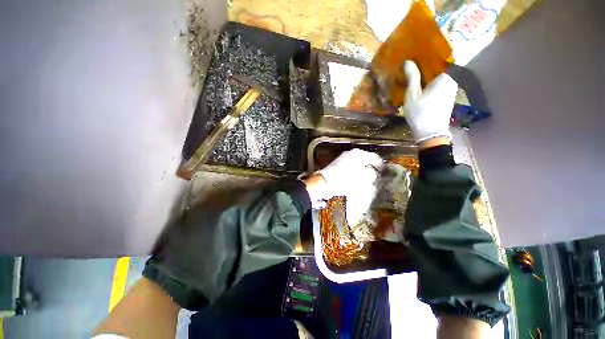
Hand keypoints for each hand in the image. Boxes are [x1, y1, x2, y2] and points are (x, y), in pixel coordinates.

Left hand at [305, 149, 382, 208]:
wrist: (325, 182)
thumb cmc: (345, 179)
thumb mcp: (361, 178)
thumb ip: (370, 175)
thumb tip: (373, 174)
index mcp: (358, 154)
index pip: (374, 158)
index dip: (381, 165)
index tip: (386, 172)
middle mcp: (351, 153)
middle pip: (365, 159)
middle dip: (372, 167)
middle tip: (377, 175)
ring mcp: (343, 158)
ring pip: (358, 163)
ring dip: (363, 169)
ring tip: (368, 178)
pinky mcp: (338, 164)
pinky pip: (351, 166)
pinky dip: (356, 171)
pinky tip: (357, 178)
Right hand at [403, 60, 457, 142]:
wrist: (431, 133)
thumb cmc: (420, 112)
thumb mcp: (412, 94)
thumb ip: (412, 76)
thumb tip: (408, 61)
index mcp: (445, 76)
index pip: (438, 58)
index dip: (427, 54)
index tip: (416, 51)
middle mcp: (451, 79)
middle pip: (438, 67)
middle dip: (425, 65)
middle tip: (411, 63)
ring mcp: (450, 89)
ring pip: (438, 76)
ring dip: (426, 74)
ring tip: (412, 72)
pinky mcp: (447, 96)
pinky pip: (438, 84)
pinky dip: (429, 82)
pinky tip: (419, 85)